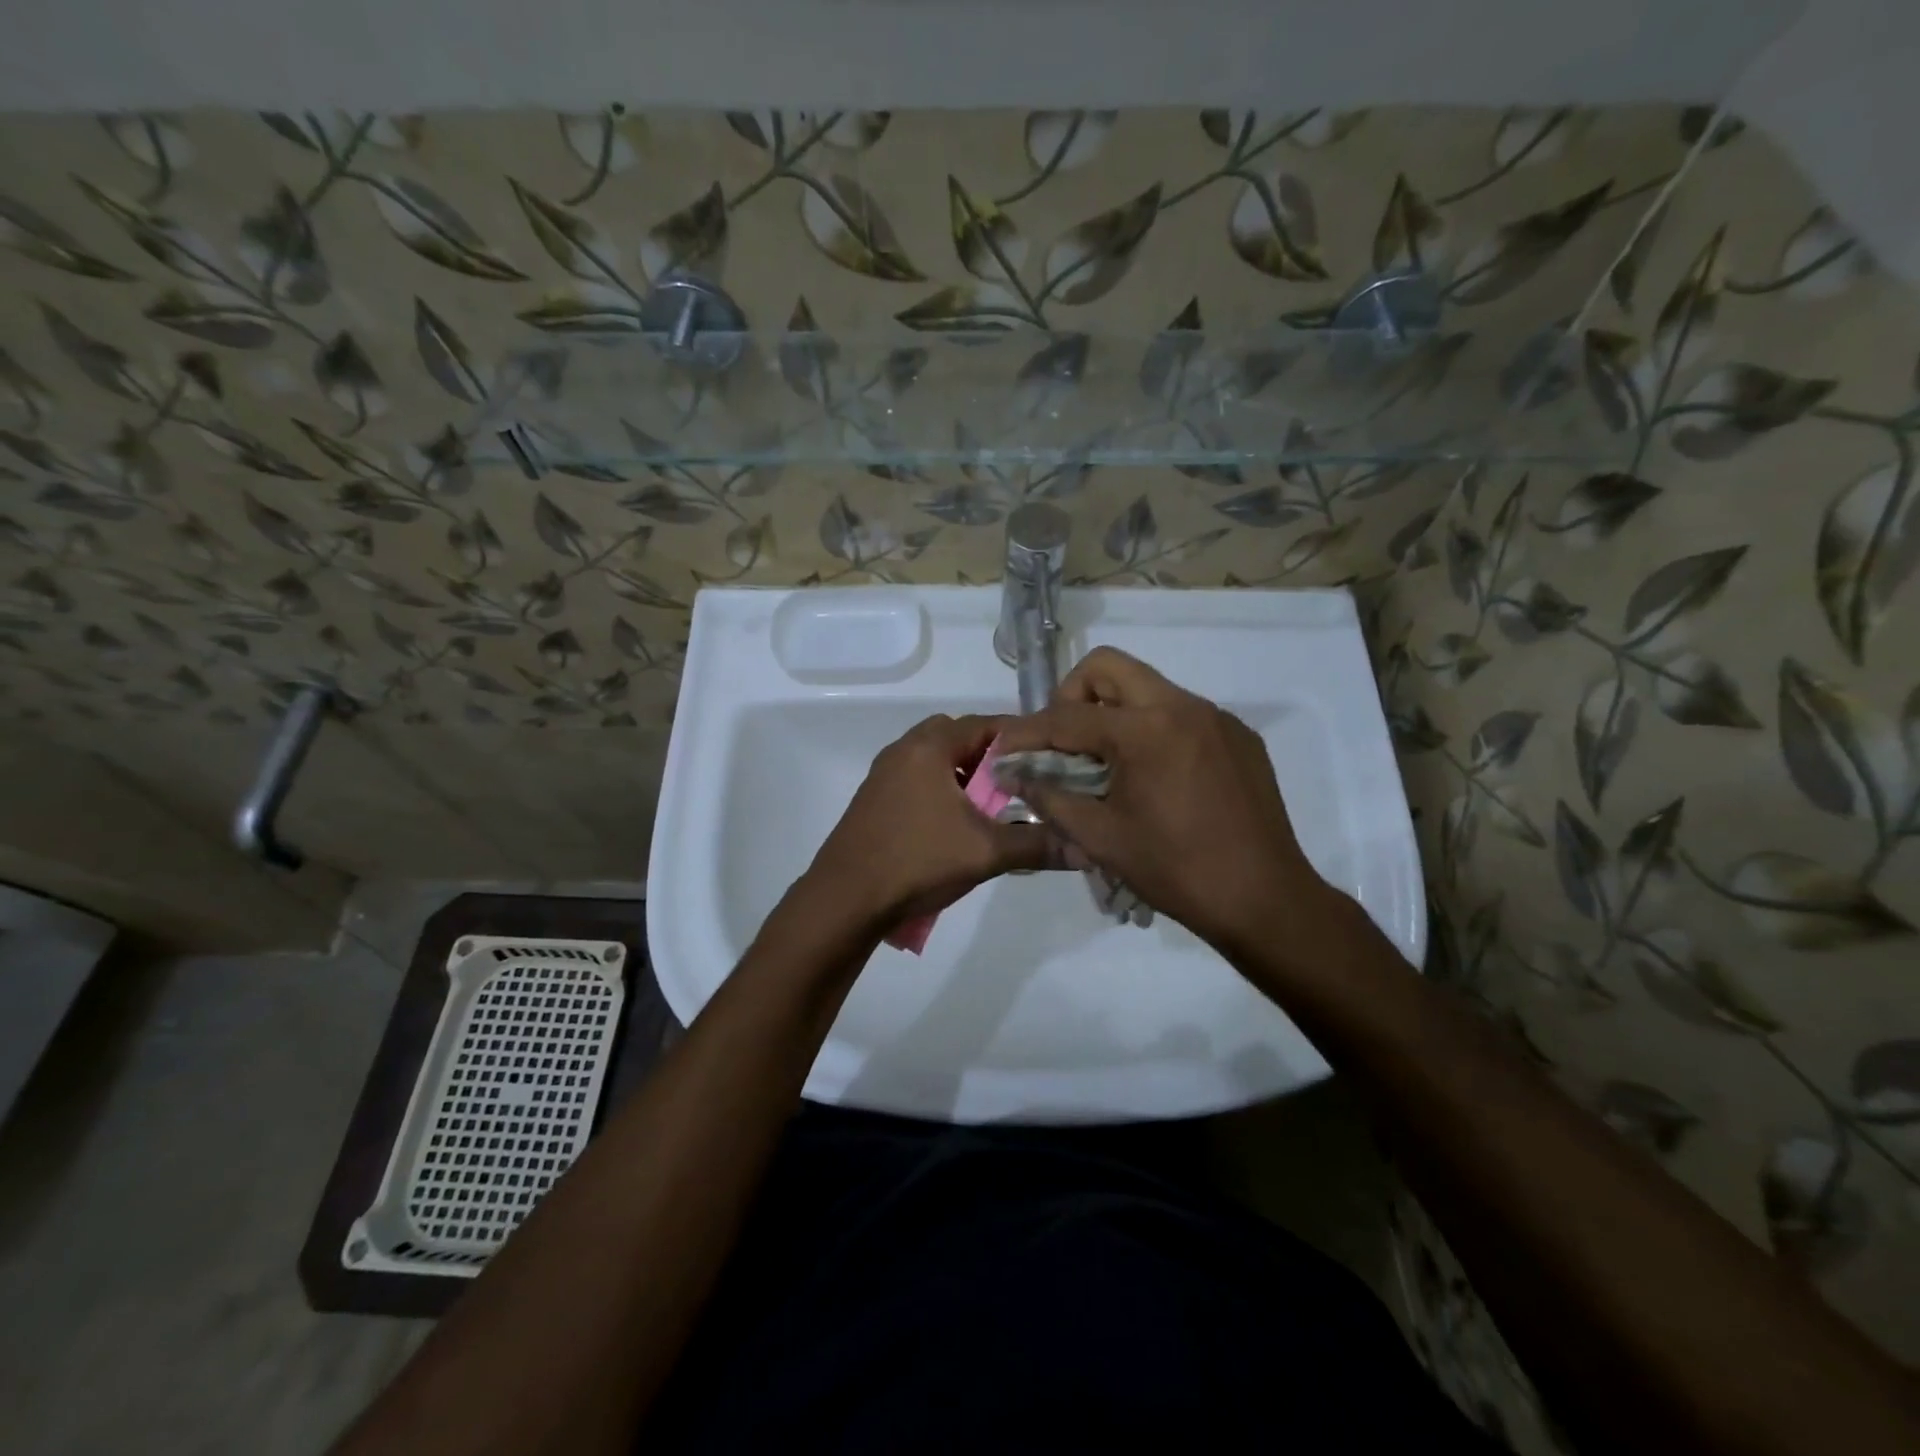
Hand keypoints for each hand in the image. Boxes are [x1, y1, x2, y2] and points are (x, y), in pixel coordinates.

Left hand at [803, 713, 1058, 930]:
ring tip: (994, 804)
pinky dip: (944, 789)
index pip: (986, 724)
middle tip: (1022, 781)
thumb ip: (1036, 844)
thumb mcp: (985, 852)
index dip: (1022, 738)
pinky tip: (958, 823)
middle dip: (993, 756)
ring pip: (938, 759)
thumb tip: (1085, 847)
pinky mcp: (875, 798)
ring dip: (967, 775)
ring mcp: (885, 773)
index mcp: (929, 746)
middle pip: (960, 736)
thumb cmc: (916, 861)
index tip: (1052, 757)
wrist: (845, 899)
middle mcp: (904, 749)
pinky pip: (919, 779)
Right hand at [994, 648, 1347, 958]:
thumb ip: (1050, 798)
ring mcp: (1216, 717)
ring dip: (1114, 712)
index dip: (1027, 732)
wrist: (1264, 899)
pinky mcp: (1239, 736)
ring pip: (1147, 687)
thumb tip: (1014, 776)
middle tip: (1063, 740)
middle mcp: (1182, 706)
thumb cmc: (1176, 871)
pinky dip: (1153, 730)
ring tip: (1106, 762)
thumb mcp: (1101, 838)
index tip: (1003, 748)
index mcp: (1145, 731)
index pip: (1068, 716)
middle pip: (1108, 667)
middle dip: (1072, 695)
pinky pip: (1181, 713)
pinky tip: (1155, 777)